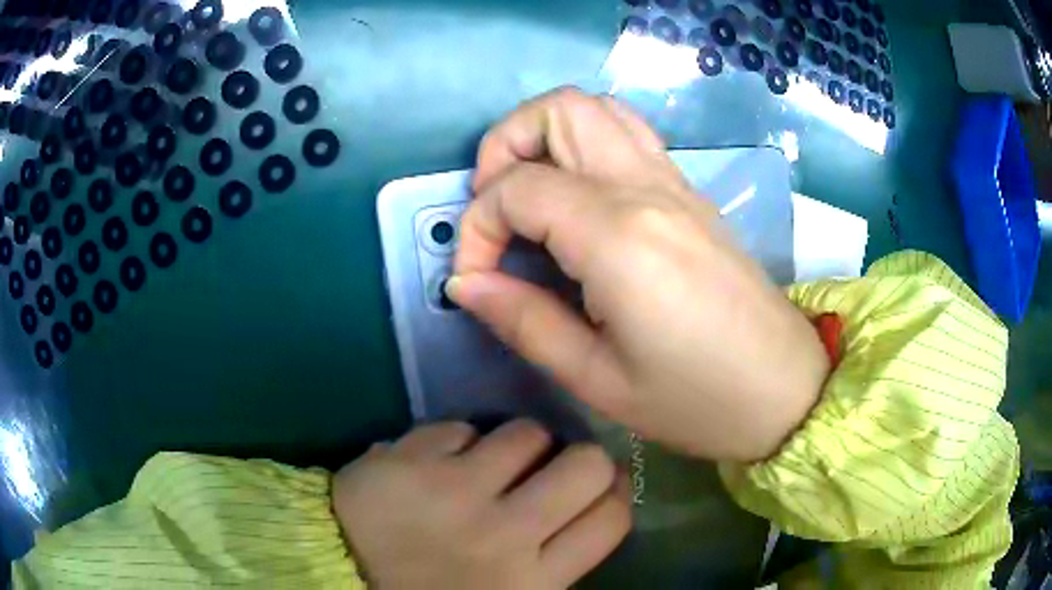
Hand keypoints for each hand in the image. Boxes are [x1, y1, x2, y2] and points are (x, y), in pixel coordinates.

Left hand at [333, 420, 629, 588]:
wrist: (339, 575)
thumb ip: (553, 565)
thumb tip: (589, 510)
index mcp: (532, 582)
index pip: (611, 520)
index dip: (614, 495)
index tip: (598, 489)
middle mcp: (504, 535)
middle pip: (588, 465)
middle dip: (581, 459)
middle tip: (556, 468)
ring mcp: (455, 491)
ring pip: (528, 433)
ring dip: (518, 446)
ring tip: (494, 462)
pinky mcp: (411, 459)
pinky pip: (462, 427)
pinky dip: (457, 443)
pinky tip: (437, 464)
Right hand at [448, 87, 829, 462]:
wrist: (784, 391)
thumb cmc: (696, 401)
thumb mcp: (597, 379)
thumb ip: (523, 321)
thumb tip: (465, 283)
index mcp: (619, 236)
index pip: (516, 189)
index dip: (477, 229)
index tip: (477, 280)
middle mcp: (646, 188)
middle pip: (558, 110)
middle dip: (504, 146)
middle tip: (496, 210)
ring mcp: (674, 182)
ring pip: (596, 109)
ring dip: (545, 136)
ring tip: (530, 196)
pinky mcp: (690, 192)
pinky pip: (628, 134)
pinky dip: (585, 145)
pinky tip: (578, 201)